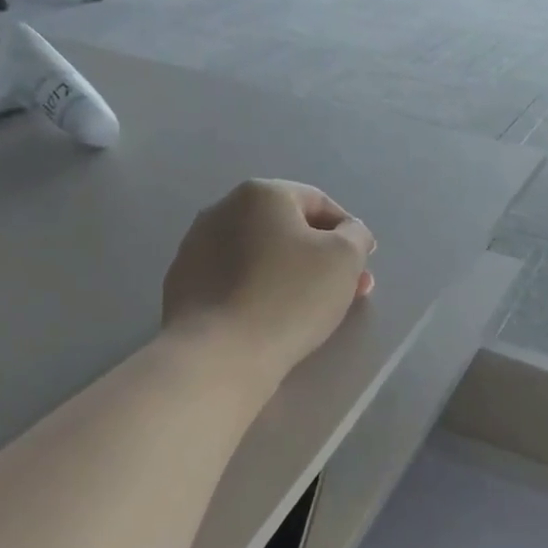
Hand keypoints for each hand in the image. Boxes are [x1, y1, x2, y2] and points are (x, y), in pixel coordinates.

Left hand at [162, 180, 375, 384]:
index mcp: (261, 194)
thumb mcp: (344, 259)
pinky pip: (234, 281)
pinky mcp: (183, 283)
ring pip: (260, 255)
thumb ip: (356, 236)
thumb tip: (349, 233)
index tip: (363, 266)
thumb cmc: (289, 297)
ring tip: (309, 310)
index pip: (319, 203)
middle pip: (287, 229)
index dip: (349, 233)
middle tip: (345, 292)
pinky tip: (269, 319)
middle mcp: (222, 210)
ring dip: (290, 274)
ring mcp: (195, 246)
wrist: (218, 353)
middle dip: (321, 258)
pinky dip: (257, 292)